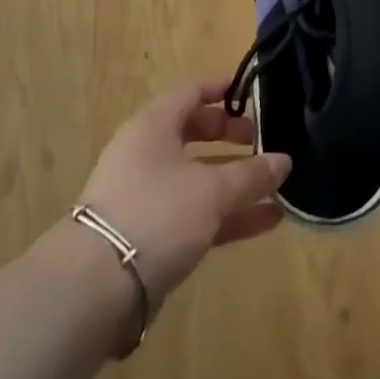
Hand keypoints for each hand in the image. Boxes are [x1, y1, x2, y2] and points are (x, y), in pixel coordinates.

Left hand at [77, 80, 291, 307]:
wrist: (95, 288)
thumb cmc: (156, 214)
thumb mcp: (211, 190)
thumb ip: (251, 175)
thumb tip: (284, 161)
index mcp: (154, 126)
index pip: (191, 93)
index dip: (223, 90)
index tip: (255, 95)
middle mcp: (147, 154)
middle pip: (195, 133)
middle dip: (232, 137)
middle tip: (264, 141)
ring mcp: (147, 196)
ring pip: (199, 177)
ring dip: (237, 181)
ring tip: (277, 186)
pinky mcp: (151, 235)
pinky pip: (197, 213)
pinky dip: (228, 214)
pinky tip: (267, 221)